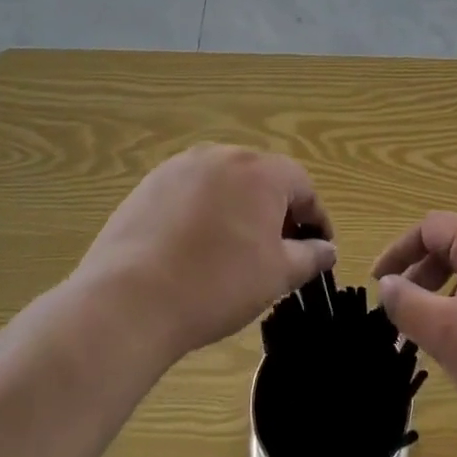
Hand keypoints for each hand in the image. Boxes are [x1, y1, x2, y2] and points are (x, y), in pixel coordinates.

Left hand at [77, 145, 336, 359]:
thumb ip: (310, 256)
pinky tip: (194, 249)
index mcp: (260, 171)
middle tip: (278, 252)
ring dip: (238, 210)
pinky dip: (203, 214)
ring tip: (234, 251)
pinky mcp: (148, 185)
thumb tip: (327, 249)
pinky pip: (190, 193)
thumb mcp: (277, 275)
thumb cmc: (217, 284)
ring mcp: (180, 167)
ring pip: (224, 184)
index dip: (315, 218)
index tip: (317, 249)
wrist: (129, 300)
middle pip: (262, 178)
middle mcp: (222, 155)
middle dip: (276, 211)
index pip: (302, 185)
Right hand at [373, 212, 456, 449]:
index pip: (431, 227)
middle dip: (421, 275)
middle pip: (454, 246)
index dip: (399, 251)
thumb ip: (407, 304)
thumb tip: (388, 285)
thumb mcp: (446, 333)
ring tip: (433, 333)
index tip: (379, 283)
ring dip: (445, 295)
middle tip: (402, 312)